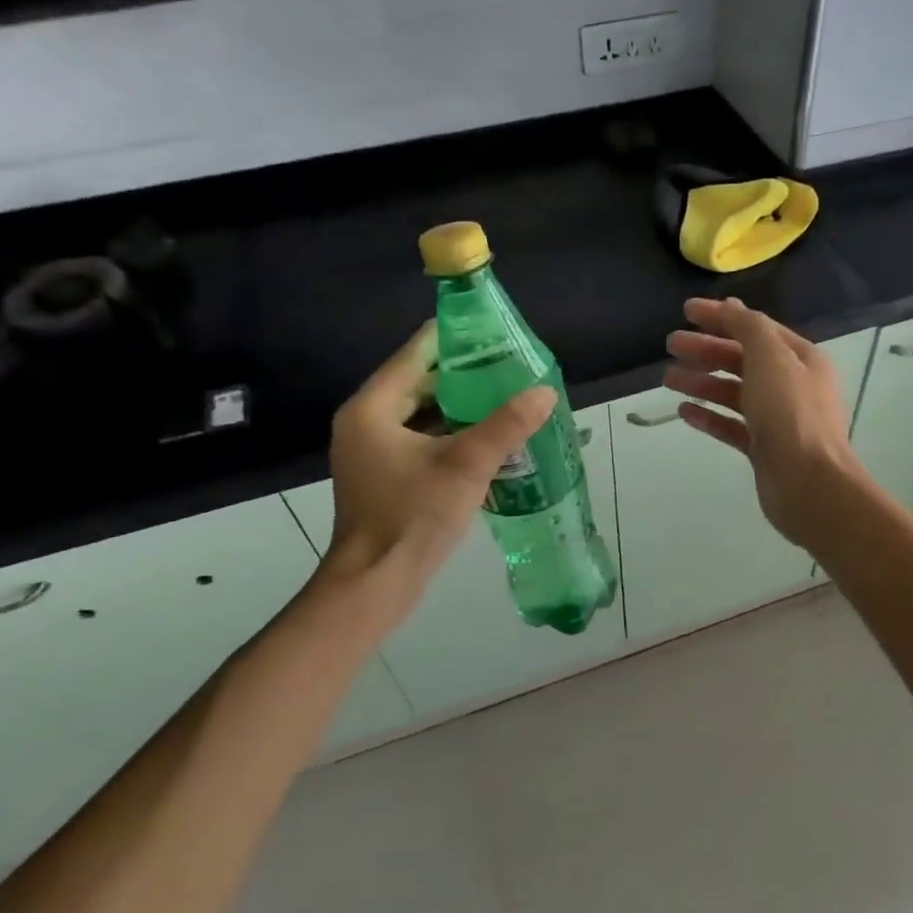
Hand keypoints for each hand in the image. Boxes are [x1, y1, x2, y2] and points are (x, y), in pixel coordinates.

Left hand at [324, 321, 553, 589]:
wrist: (376, 583)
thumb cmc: (412, 517)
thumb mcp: (466, 465)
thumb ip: (506, 425)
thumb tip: (545, 391)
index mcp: (372, 409)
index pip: (415, 354)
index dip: (454, 338)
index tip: (492, 329)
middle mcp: (367, 422)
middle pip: (420, 383)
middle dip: (466, 375)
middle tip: (510, 365)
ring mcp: (374, 451)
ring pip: (424, 414)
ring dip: (462, 406)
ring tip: (507, 395)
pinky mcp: (386, 475)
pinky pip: (423, 440)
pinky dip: (453, 434)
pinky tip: (489, 436)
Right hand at [664, 297, 861, 546]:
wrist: (809, 484)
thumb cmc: (791, 414)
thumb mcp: (770, 358)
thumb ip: (749, 328)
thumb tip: (731, 306)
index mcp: (800, 358)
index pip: (755, 328)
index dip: (721, 316)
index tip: (685, 312)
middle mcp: (791, 385)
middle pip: (742, 359)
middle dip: (706, 349)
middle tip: (670, 344)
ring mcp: (778, 419)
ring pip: (734, 393)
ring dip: (702, 382)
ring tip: (668, 379)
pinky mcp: (763, 448)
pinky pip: (732, 425)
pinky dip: (710, 416)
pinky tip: (684, 412)